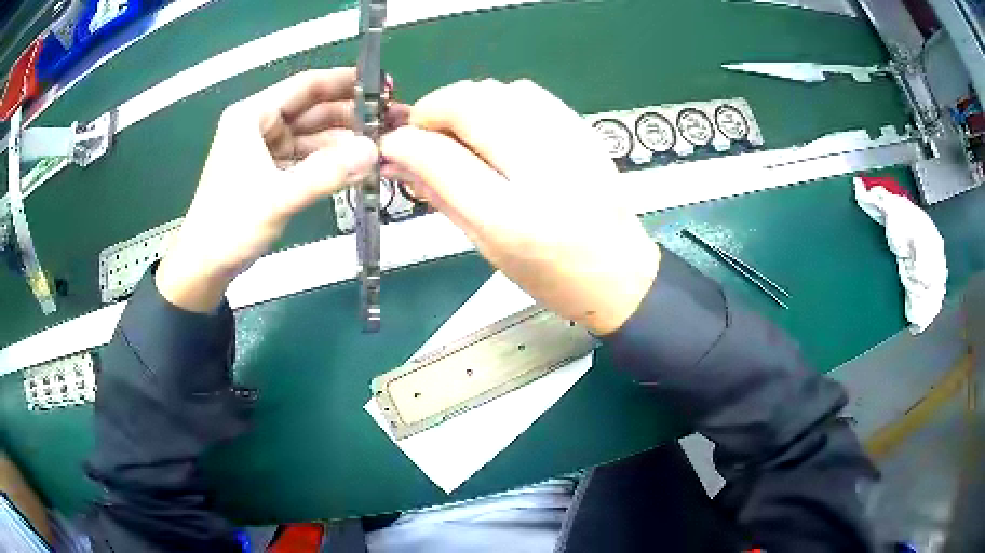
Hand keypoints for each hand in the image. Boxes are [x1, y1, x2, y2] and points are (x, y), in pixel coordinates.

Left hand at [156, 69, 381, 312]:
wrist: (204, 266)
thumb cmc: (229, 227)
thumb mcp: (277, 198)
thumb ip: (324, 174)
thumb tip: (371, 152)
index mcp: (252, 116)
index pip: (306, 86)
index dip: (346, 82)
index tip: (383, 86)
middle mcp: (259, 126)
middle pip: (312, 109)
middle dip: (350, 115)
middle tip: (389, 121)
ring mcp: (264, 149)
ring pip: (312, 135)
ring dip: (343, 140)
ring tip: (378, 144)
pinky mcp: (269, 171)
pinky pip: (306, 157)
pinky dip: (328, 160)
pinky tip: (353, 164)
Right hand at [380, 79, 659, 334]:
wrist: (619, 274)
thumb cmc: (551, 277)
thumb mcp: (488, 249)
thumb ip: (441, 197)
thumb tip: (400, 160)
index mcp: (513, 219)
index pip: (442, 158)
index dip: (406, 143)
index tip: (391, 144)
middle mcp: (544, 172)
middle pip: (472, 105)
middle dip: (433, 109)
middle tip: (424, 132)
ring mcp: (570, 144)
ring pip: (500, 90)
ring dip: (466, 103)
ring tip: (461, 132)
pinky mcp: (585, 132)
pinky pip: (530, 94)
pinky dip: (500, 101)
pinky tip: (498, 127)